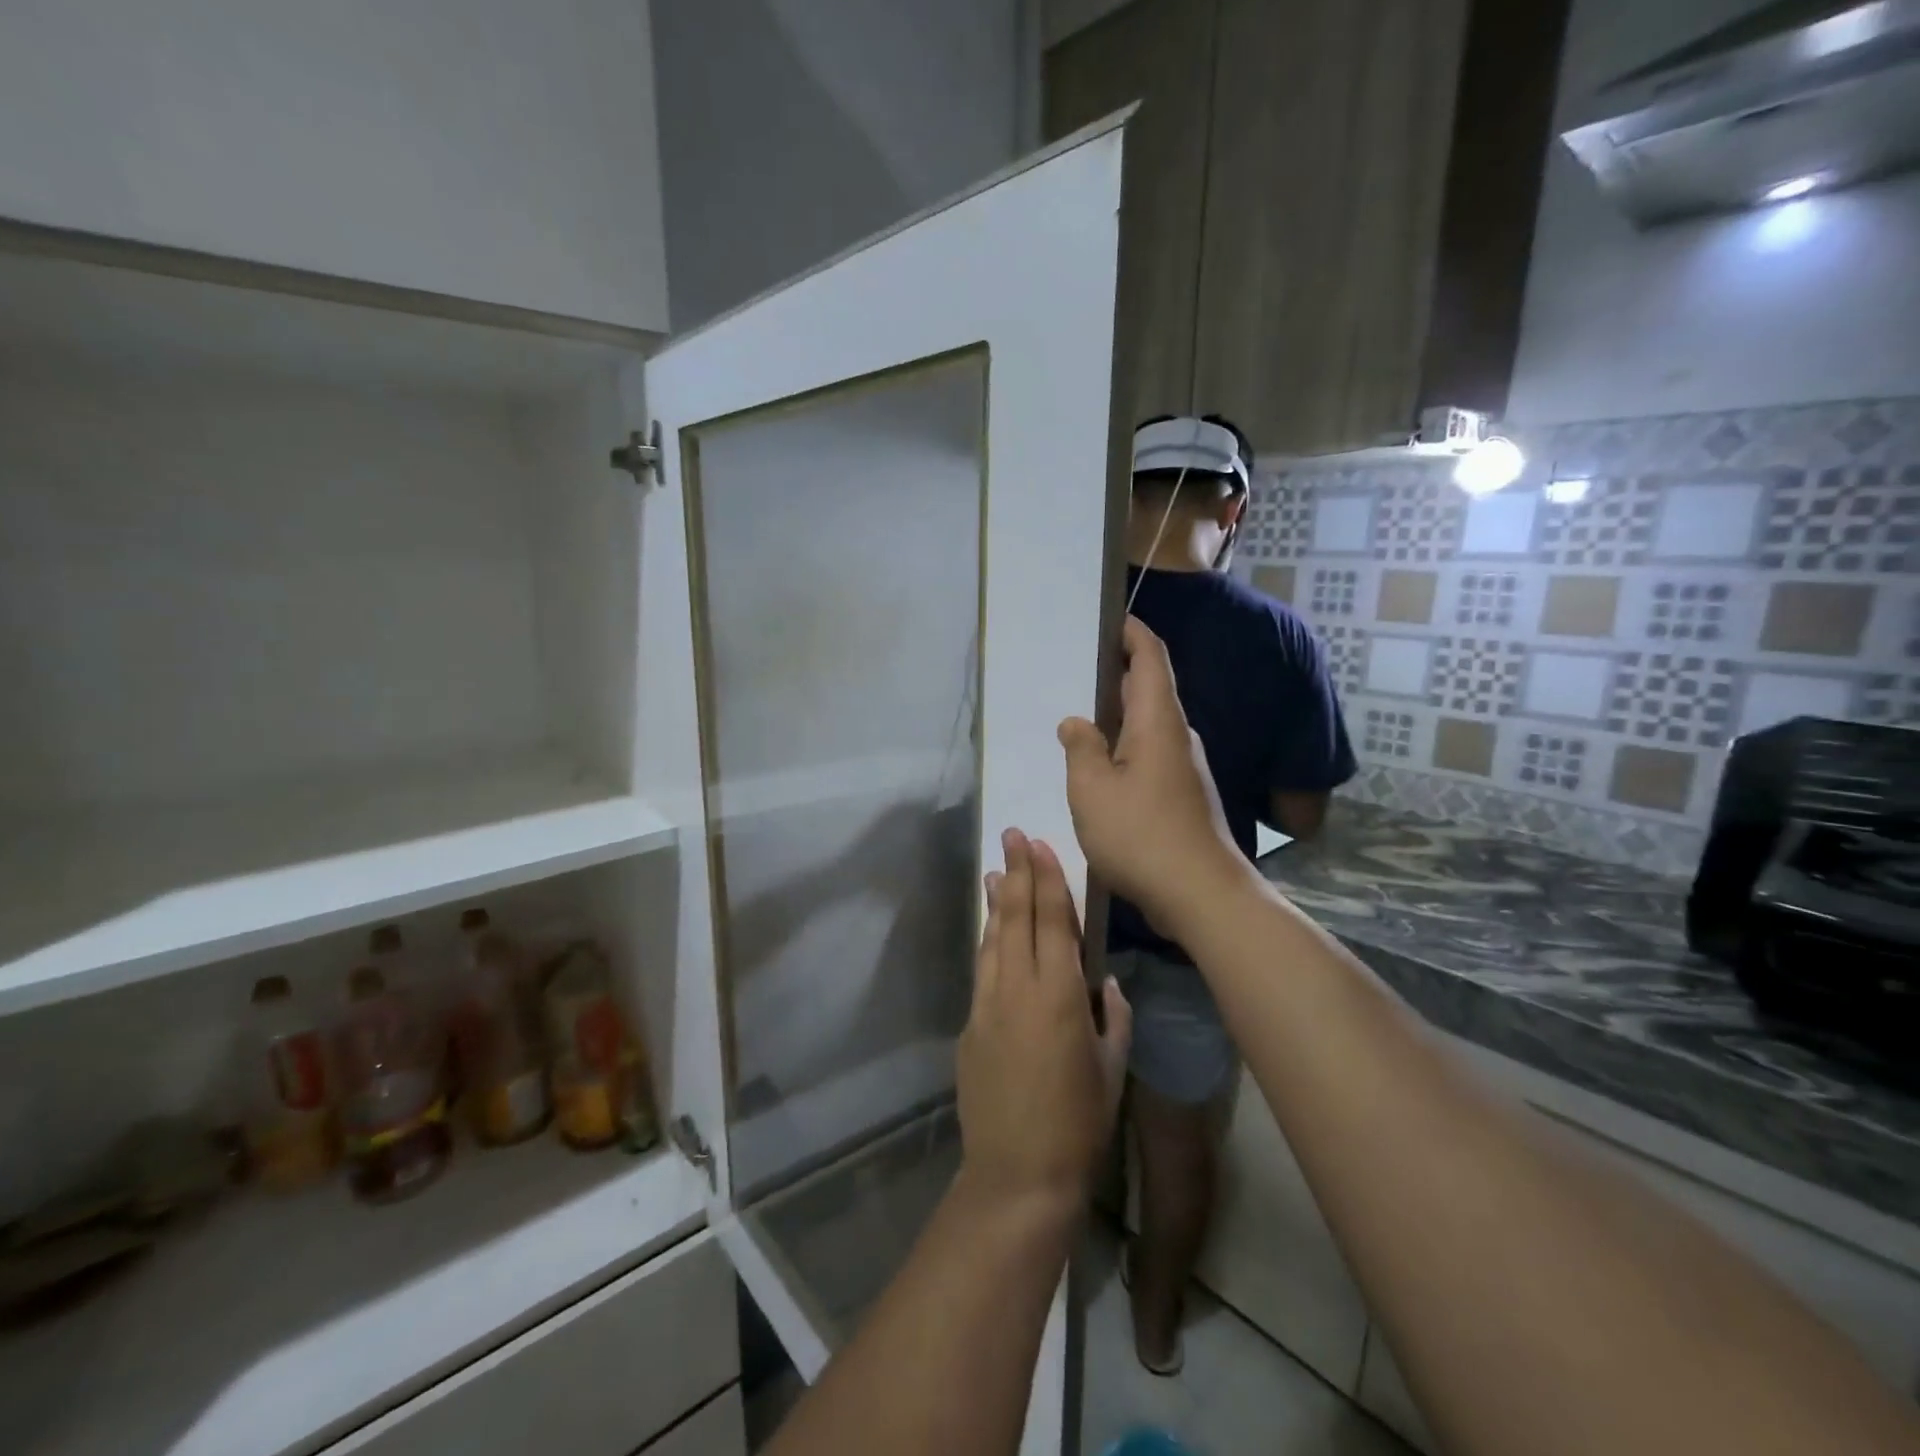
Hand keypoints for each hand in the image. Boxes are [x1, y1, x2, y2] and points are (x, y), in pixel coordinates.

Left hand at [957, 830, 1130, 1212]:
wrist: (1018, 1172)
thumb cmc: (1079, 1123)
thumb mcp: (1112, 1069)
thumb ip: (1112, 1017)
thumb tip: (1106, 983)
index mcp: (1059, 994)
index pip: (1053, 921)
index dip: (1047, 879)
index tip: (1039, 845)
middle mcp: (1018, 988)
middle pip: (1018, 918)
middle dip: (1018, 872)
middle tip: (1011, 835)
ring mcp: (988, 1004)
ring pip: (993, 939)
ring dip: (997, 902)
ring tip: (998, 871)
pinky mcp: (970, 1025)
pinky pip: (982, 970)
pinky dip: (987, 941)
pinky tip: (990, 929)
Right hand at [1057, 617, 1243, 938]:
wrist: (1200, 893)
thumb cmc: (1141, 833)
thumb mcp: (1092, 789)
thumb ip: (1080, 748)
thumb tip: (1075, 722)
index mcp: (1158, 722)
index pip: (1150, 658)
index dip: (1132, 633)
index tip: (1111, 620)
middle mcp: (1177, 737)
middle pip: (1151, 689)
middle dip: (1119, 672)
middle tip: (1079, 669)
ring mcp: (1184, 768)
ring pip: (1149, 726)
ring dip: (1119, 715)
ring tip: (1081, 717)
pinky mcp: (1182, 796)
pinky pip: (1150, 755)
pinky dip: (1125, 747)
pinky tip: (1101, 767)